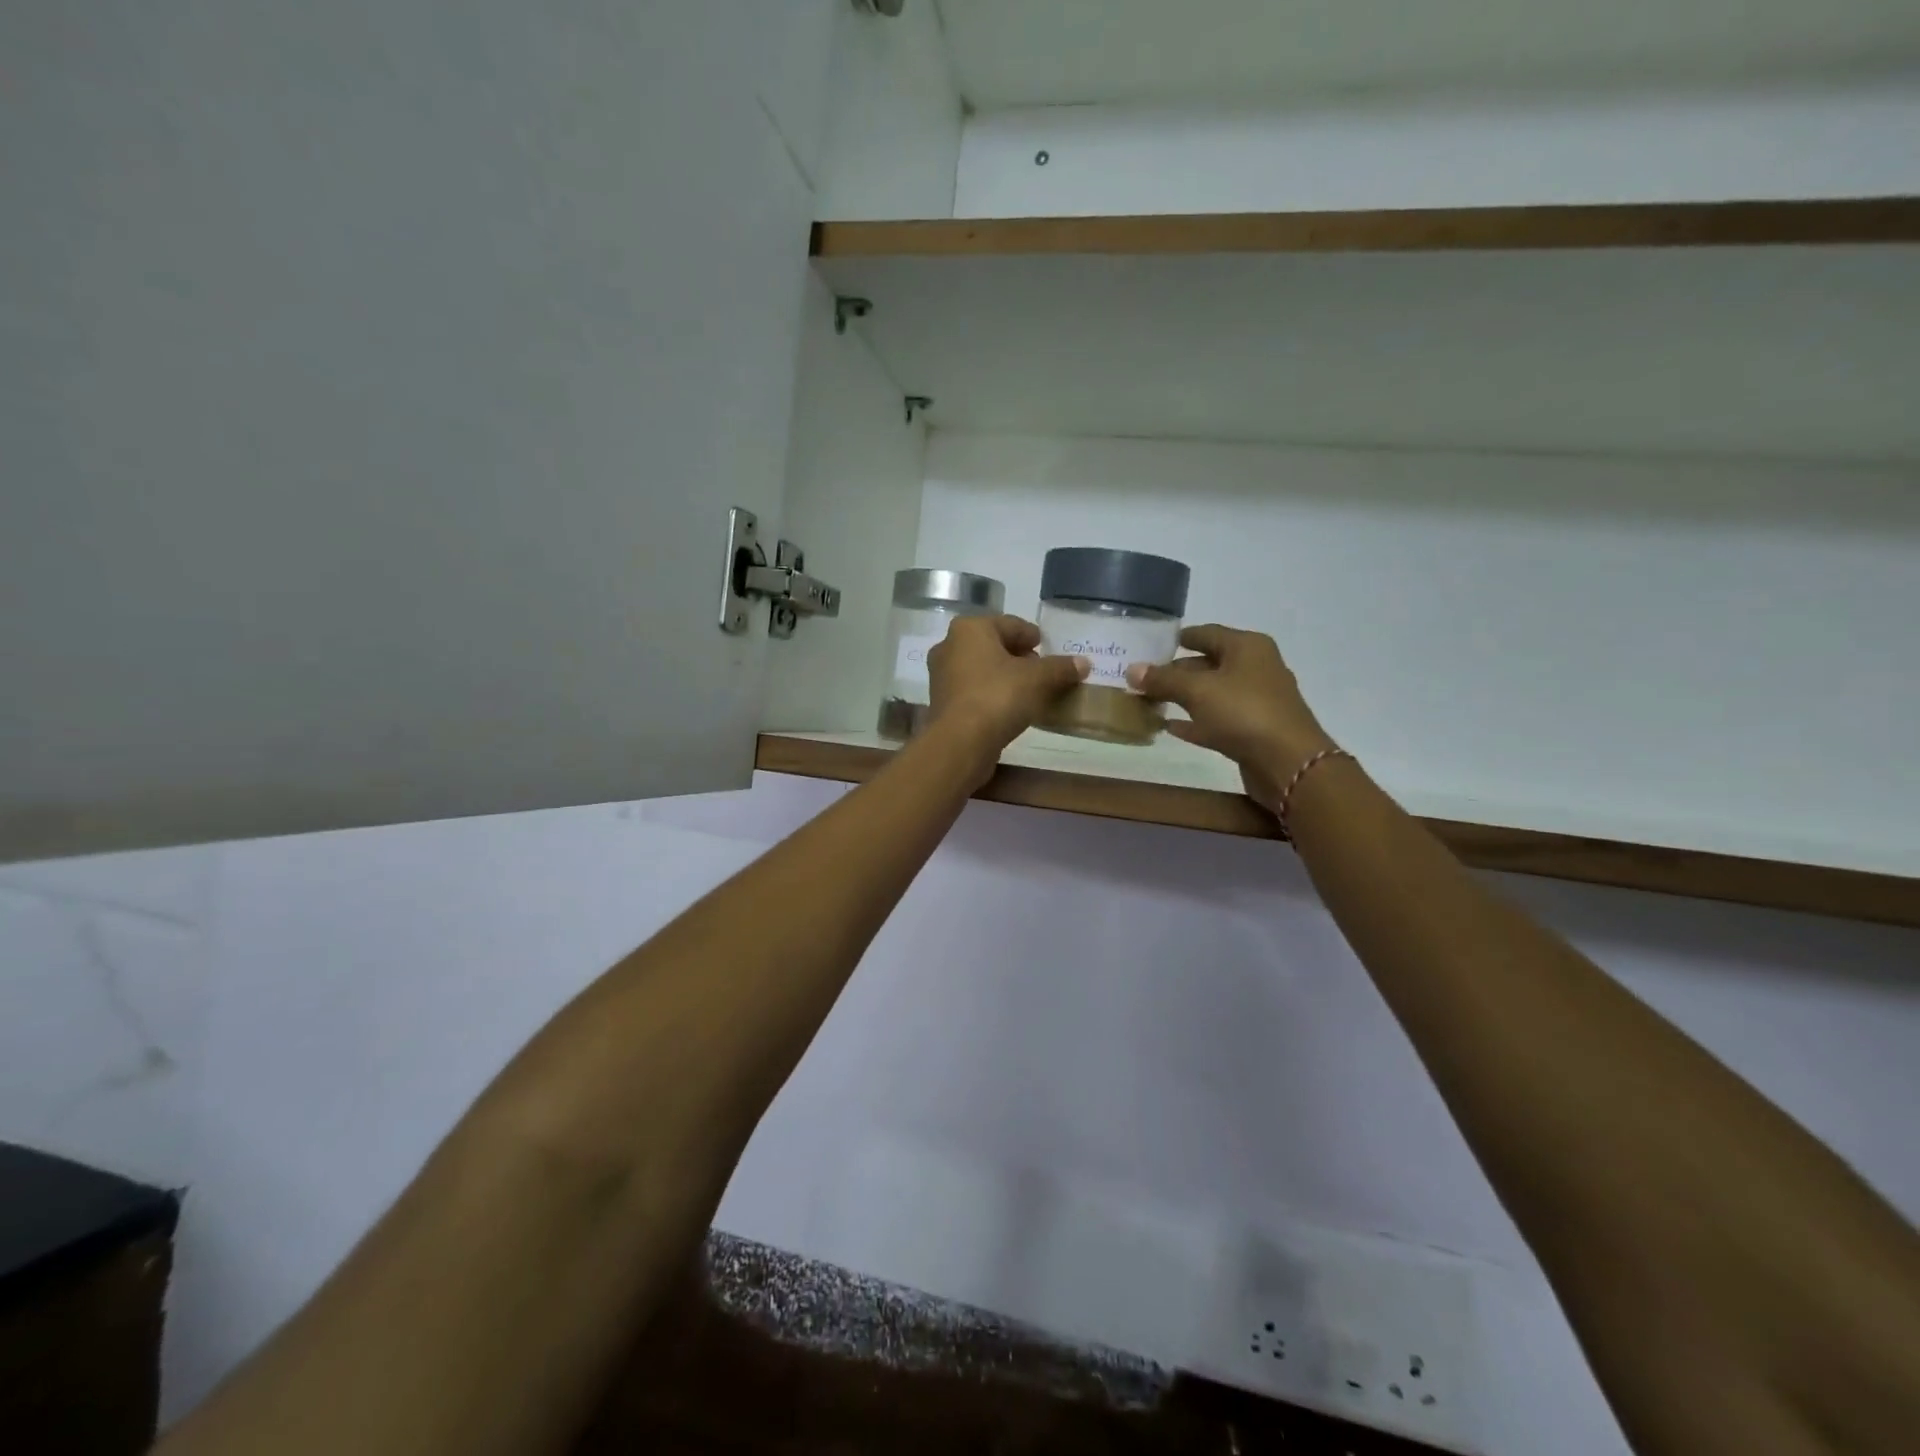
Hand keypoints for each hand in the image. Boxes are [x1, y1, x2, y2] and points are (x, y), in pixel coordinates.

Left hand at [927, 615, 1087, 768]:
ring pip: (982, 668)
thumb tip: (1084, 663)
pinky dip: (992, 694)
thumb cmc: (998, 697)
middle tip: (1042, 671)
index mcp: (970, 628)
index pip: (1010, 624)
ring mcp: (941, 675)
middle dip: (1019, 656)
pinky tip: (1010, 708)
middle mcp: (950, 645)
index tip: (1047, 647)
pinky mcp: (941, 702)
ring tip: (1030, 691)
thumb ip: (1061, 668)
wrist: (960, 743)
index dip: (1032, 636)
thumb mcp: (1038, 679)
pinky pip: (974, 690)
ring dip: (1005, 676)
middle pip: (993, 645)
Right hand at [1127, 625, 1336, 813]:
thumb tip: (1132, 669)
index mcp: (1247, 647)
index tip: (1152, 646)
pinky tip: (1170, 728)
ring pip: (1212, 693)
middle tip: (1143, 680)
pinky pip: (1217, 719)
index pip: (1206, 633)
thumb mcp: (1197, 691)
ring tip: (1150, 702)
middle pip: (1208, 664)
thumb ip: (1163, 679)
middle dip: (1176, 672)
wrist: (1287, 763)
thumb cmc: (1243, 713)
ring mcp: (1256, 700)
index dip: (1179, 638)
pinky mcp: (1253, 730)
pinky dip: (1195, 721)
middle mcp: (1255, 667)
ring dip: (1183, 698)